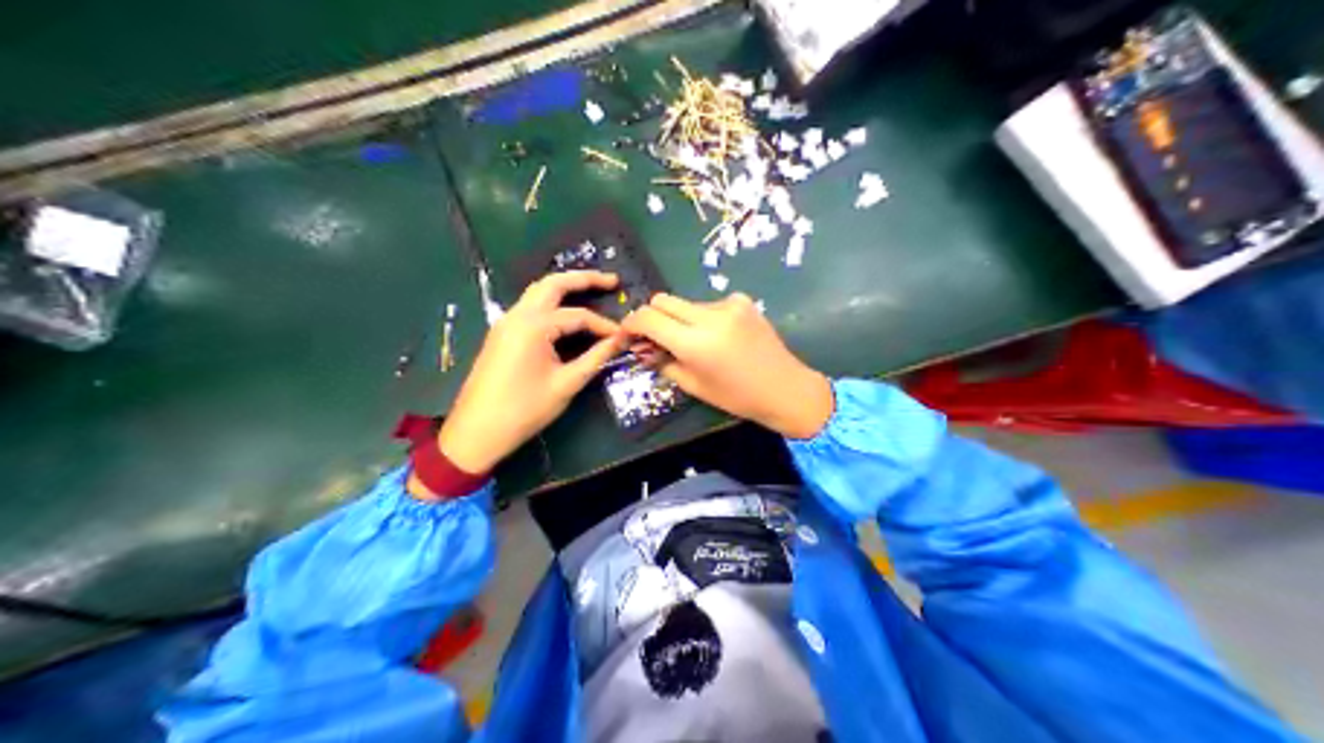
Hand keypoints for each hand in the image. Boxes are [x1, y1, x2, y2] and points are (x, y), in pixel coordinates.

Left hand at [429, 272, 625, 476]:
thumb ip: (595, 358)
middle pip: (553, 284)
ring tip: (592, 287)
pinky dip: (551, 301)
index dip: (603, 325)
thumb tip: (620, 341)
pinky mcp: (501, 333)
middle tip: (612, 281)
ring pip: (538, 291)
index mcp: (534, 326)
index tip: (623, 336)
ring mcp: (506, 322)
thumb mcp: (566, 384)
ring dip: (565, 286)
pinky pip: (529, 306)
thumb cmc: (524, 409)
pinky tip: (566, 310)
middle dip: (584, 279)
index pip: (578, 315)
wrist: (477, 431)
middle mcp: (518, 315)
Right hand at [618, 290, 823, 439]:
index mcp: (695, 343)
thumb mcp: (693, 385)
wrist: (785, 388)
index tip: (627, 336)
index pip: (648, 318)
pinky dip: (703, 318)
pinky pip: (708, 304)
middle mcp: (710, 316)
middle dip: (652, 317)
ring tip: (693, 343)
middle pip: (662, 300)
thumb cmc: (737, 397)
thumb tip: (641, 348)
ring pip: (685, 303)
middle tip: (653, 339)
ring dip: (679, 319)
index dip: (630, 324)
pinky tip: (718, 337)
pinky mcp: (742, 300)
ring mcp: (728, 304)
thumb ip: (662, 362)